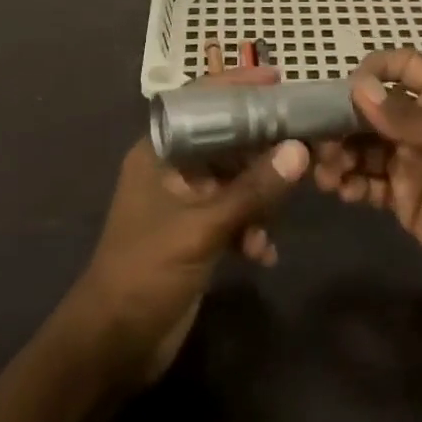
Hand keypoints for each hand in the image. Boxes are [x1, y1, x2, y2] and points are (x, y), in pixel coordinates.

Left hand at [65, 67, 307, 388]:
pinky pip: (234, 215)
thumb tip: (299, 150)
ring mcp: (185, 203)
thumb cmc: (147, 271)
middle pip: (226, 141)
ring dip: (261, 196)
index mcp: (160, 152)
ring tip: (286, 210)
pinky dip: (251, 227)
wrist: (114, 343)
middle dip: (263, 148)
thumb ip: (252, 190)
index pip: (200, 103)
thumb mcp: (202, 228)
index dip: (236, 86)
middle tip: (307, 144)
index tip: (277, 78)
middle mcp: (173, 169)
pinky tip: (264, 253)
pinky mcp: (197, 234)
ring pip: (235, 180)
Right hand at [314, 49, 421, 313]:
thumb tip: (358, 88)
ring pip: (363, 147)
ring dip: (340, 153)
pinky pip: (367, 184)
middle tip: (316, 140)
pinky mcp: (404, 202)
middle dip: (342, 119)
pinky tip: (340, 191)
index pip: (404, 68)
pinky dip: (349, 183)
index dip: (374, 70)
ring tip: (325, 172)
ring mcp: (412, 165)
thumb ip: (411, 117)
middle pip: (372, 110)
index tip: (342, 90)